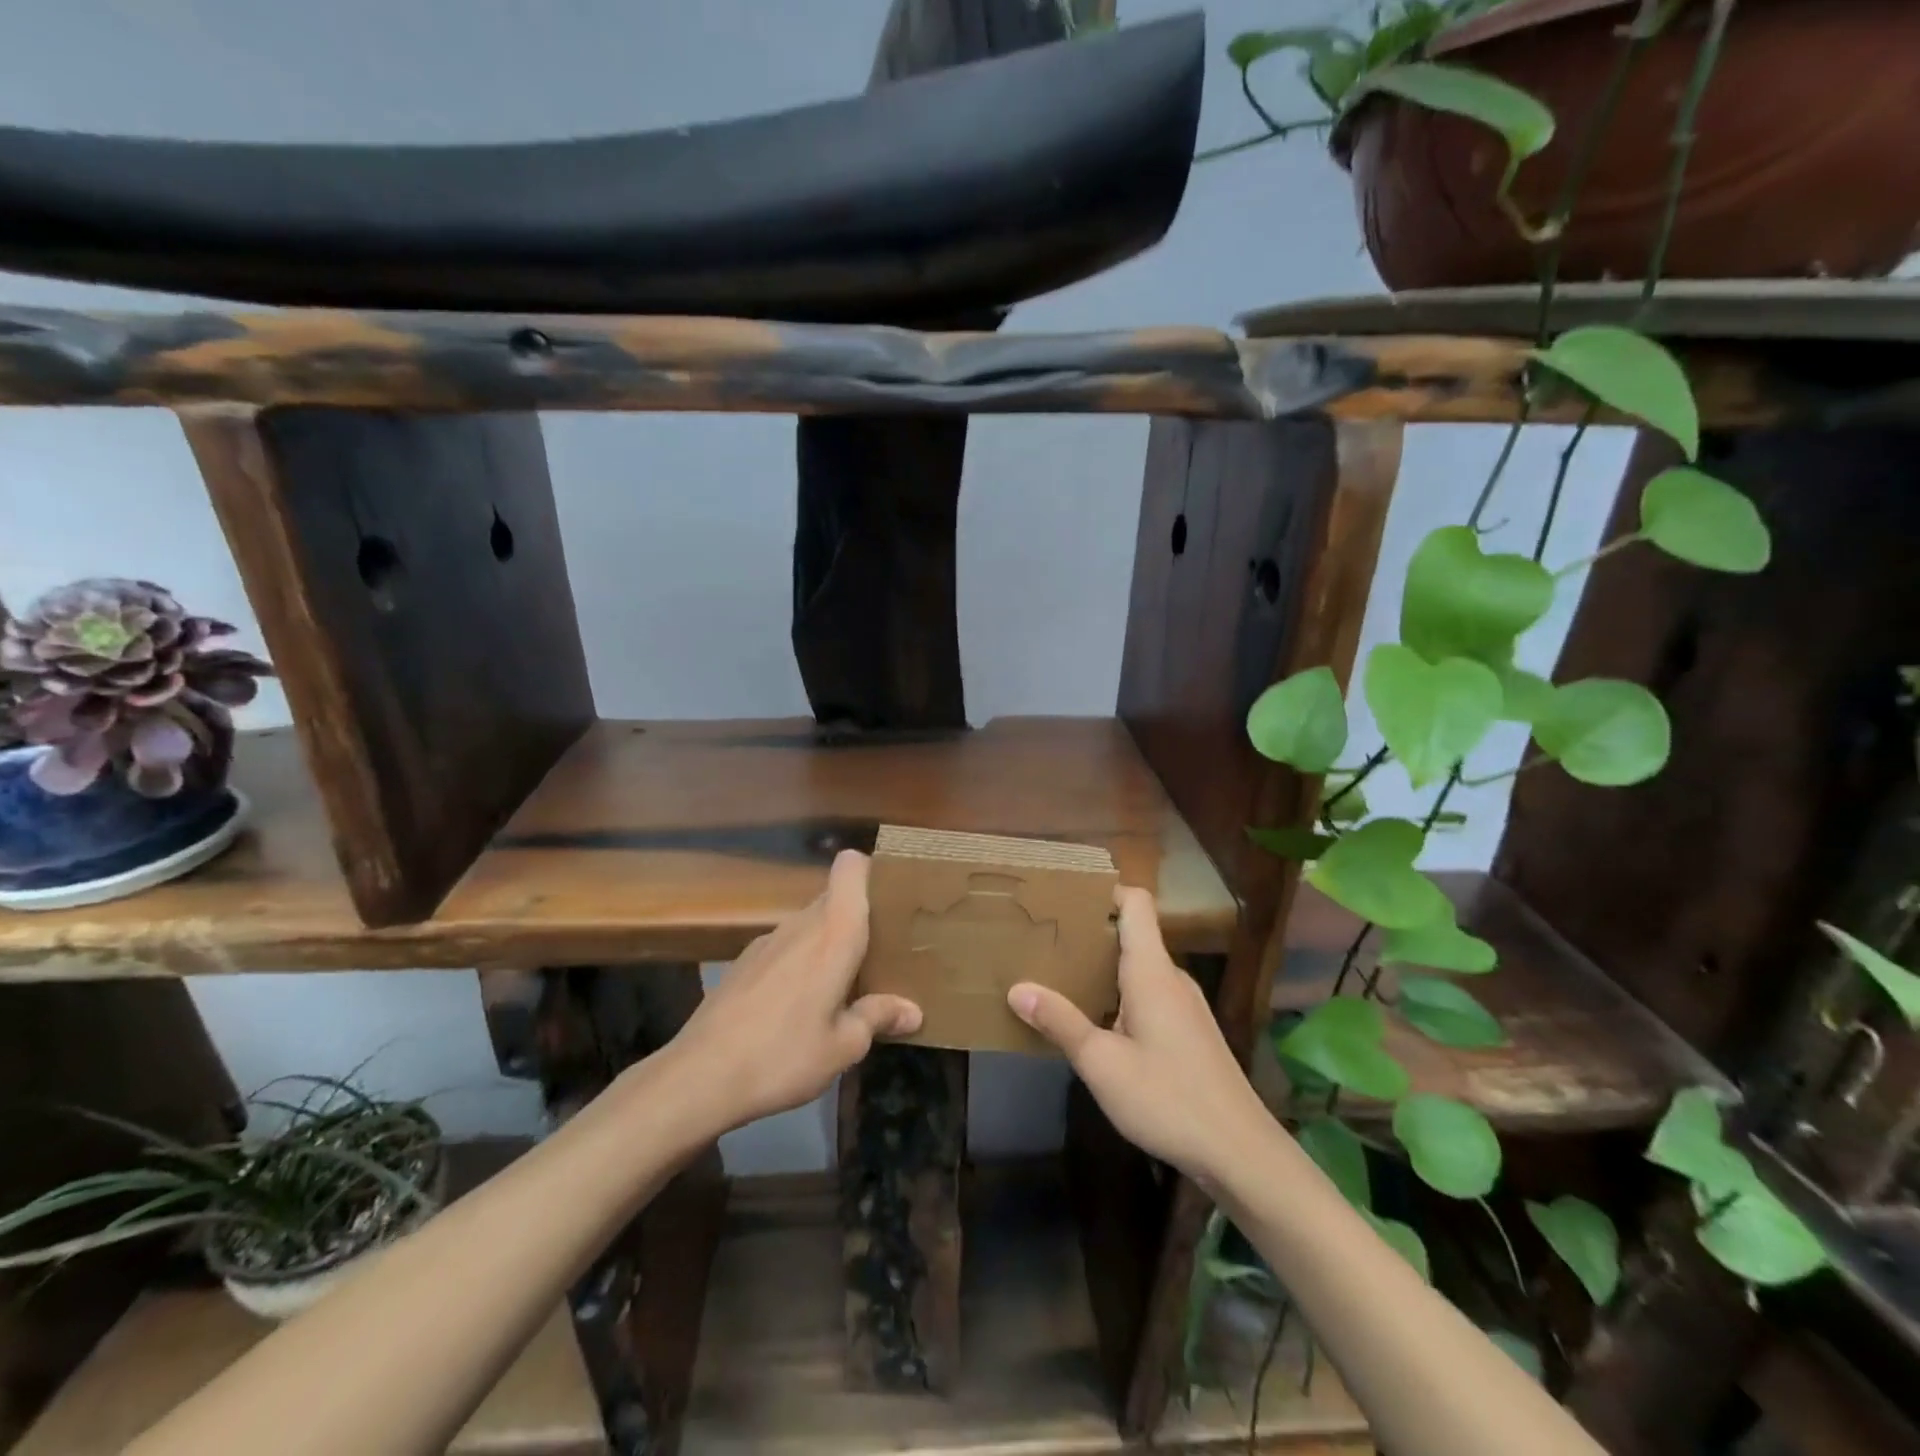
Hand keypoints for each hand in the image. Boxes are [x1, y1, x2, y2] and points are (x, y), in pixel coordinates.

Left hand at [668, 850, 920, 1129]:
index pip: (850, 867)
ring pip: (809, 926)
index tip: (890, 902)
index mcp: (834, 933)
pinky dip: (799, 964)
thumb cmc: (784, 1054)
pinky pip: (785, 948)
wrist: (699, 1077)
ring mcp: (767, 942)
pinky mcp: (742, 963)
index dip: (870, 872)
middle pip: (834, 899)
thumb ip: (879, 1018)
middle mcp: (801, 924)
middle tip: (880, 958)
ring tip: (842, 989)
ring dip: (827, 946)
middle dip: (858, 920)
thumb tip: (913, 1011)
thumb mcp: (843, 1047)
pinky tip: (797, 1008)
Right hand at [1008, 887, 1269, 1187]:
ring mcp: (1184, 1004)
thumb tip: (1017, 989)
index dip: (1104, 889)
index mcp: (1152, 971)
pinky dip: (1118, 994)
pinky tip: (1094, 1021)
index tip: (1064, 895)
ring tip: (1058, 975)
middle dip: (1089, 932)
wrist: (1240, 1152)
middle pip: (1132, 933)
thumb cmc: (1168, 1098)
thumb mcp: (1102, 1064)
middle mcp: (1171, 977)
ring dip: (1102, 967)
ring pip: (1138, 968)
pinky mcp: (1189, 1030)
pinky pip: (1148, 994)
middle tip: (1044, 938)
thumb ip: (1060, 1022)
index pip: (1135, 903)